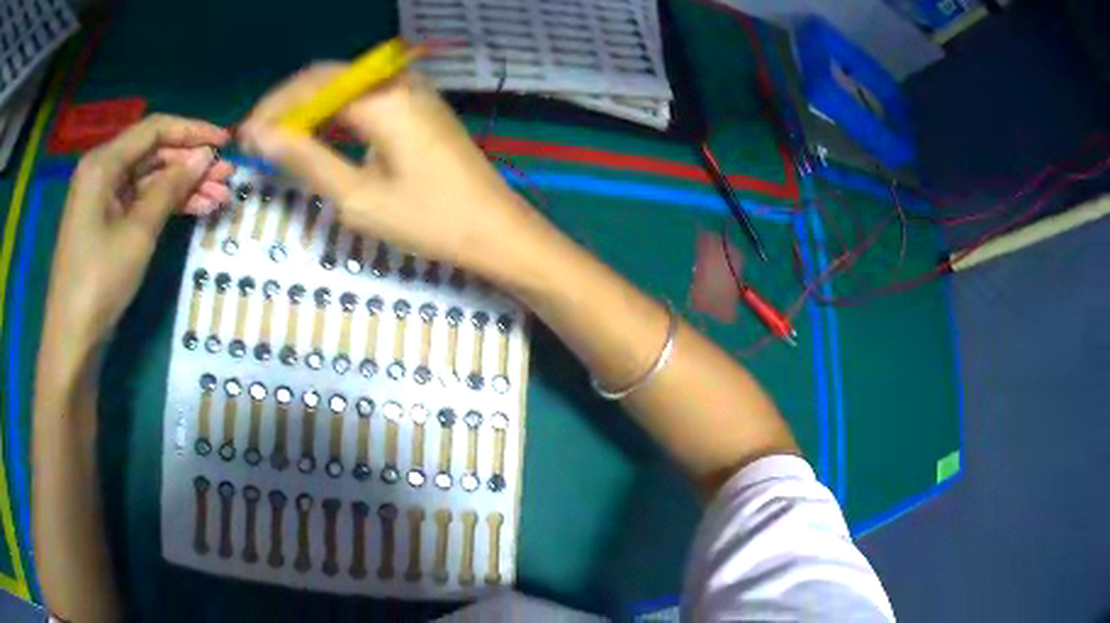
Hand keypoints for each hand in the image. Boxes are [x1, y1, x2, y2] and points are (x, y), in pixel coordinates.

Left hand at [45, 115, 232, 349]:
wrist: (73, 341)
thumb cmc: (99, 282)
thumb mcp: (138, 233)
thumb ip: (170, 188)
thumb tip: (205, 156)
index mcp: (103, 163)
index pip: (154, 130)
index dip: (192, 131)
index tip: (225, 142)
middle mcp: (102, 172)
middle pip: (153, 154)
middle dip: (190, 164)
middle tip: (227, 176)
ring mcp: (103, 200)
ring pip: (149, 180)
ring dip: (183, 187)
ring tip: (220, 197)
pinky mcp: (106, 224)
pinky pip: (140, 203)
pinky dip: (166, 206)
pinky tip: (196, 210)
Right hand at [238, 64, 546, 277]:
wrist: (496, 231)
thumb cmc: (430, 221)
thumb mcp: (358, 197)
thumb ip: (306, 160)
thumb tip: (259, 136)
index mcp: (382, 98)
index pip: (311, 84)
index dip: (272, 108)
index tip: (244, 137)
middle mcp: (398, 82)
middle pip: (328, 77)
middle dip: (288, 105)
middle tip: (259, 141)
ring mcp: (414, 91)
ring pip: (346, 87)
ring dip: (310, 109)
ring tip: (281, 143)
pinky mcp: (421, 106)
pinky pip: (367, 98)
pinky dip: (336, 114)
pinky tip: (320, 138)